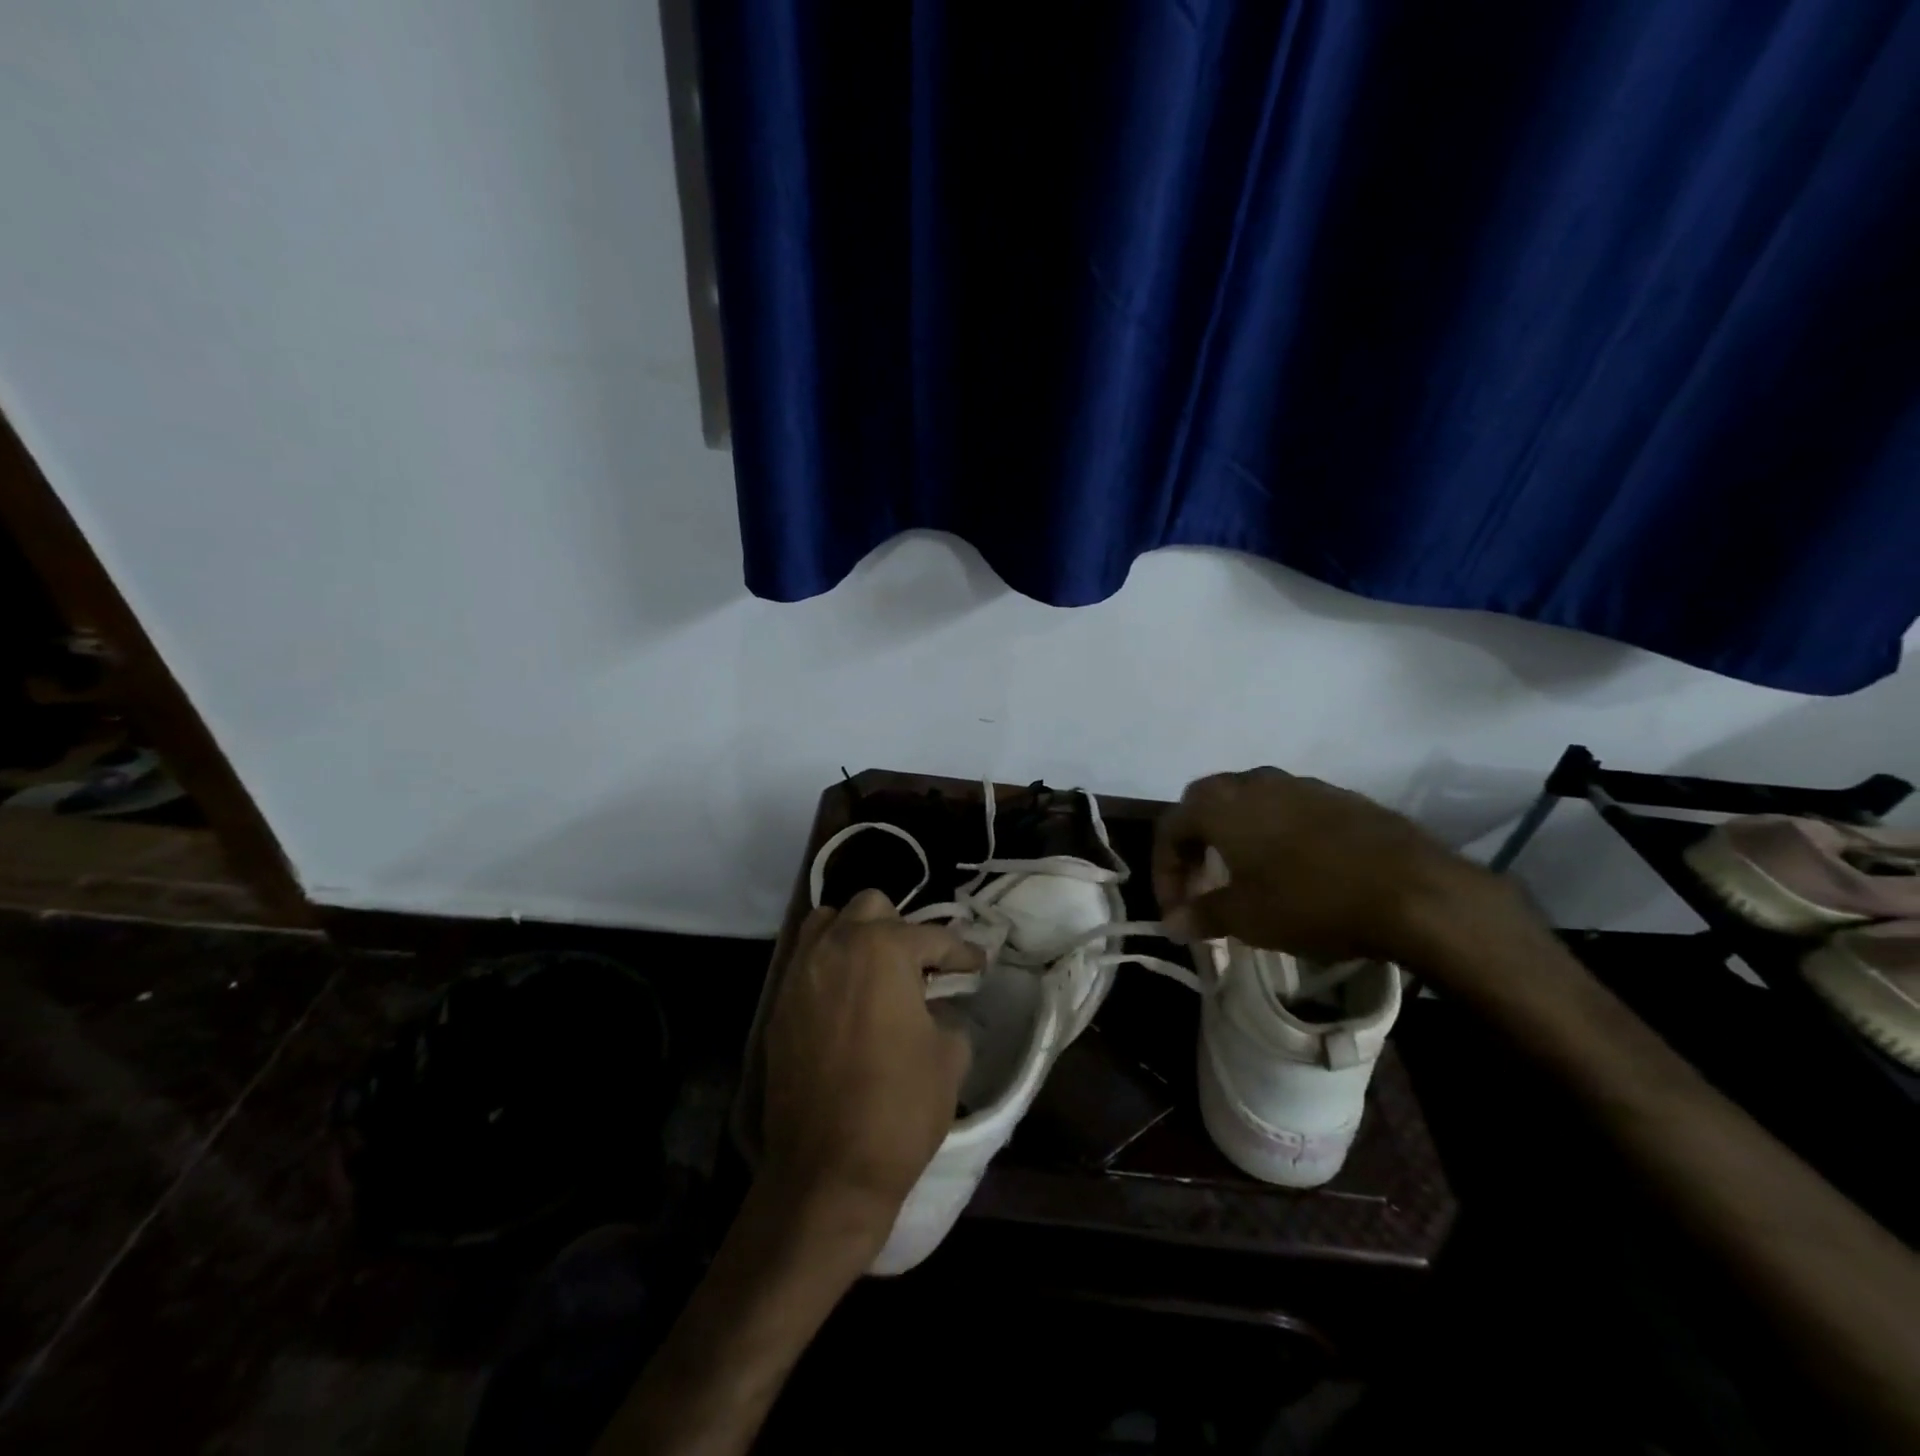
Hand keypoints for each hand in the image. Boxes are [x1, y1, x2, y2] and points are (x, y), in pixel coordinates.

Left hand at [761, 890, 977, 1241]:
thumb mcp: (949, 1056)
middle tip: (923, 966)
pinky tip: (850, 997)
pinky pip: (808, 960)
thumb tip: (937, 1007)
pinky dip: (832, 963)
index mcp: (883, 949)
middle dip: (902, 929)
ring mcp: (801, 972)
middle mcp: (836, 945)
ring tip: (879, 971)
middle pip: (872, 907)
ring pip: (829, 922)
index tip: (977, 964)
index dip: (962, 952)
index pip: (932, 937)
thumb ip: (947, 1014)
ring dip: (858, 935)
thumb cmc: (898, 1107)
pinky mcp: (780, 1003)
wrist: (826, 1171)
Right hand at [1153, 766, 1509, 964]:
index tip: (1176, 910)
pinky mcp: (1340, 797)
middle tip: (1203, 887)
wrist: (1415, 890)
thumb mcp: (1246, 918)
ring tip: (1247, 880)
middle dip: (1195, 847)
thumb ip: (1201, 915)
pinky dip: (1276, 836)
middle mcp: (1253, 781)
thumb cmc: (1311, 901)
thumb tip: (1172, 922)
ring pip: (1249, 804)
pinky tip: (1296, 872)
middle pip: (1205, 805)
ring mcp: (1300, 784)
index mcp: (1220, 804)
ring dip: (1236, 838)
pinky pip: (1290, 811)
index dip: (1164, 871)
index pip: (1169, 827)